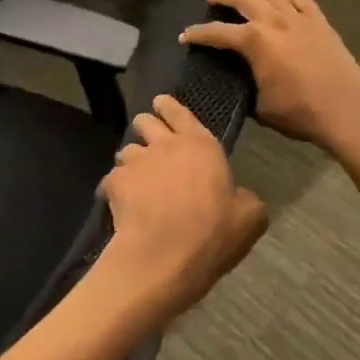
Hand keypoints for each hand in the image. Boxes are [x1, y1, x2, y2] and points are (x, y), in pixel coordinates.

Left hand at [97, 95, 267, 319]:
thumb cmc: (212, 233)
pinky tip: (118, 204)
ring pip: (126, 150)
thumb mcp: (249, 218)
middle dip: (146, 127)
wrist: (164, 255)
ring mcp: (137, 162)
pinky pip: (110, 179)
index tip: (161, 103)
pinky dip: (113, 189)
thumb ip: (245, 199)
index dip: (169, 107)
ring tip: (135, 179)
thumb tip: (239, 196)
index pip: (181, 113)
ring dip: (131, 161)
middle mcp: (166, 145)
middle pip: (146, 121)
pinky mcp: (114, 182)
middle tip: (149, 142)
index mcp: (201, 146)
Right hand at [180, 0, 359, 154]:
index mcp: (255, 42)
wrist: (347, 111)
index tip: (186, 35)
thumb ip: (247, 86)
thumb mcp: (261, 106)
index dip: (199, 34)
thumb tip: (241, 81)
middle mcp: (275, 22)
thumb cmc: (300, 113)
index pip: (219, 32)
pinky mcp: (321, 23)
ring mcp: (301, 19)